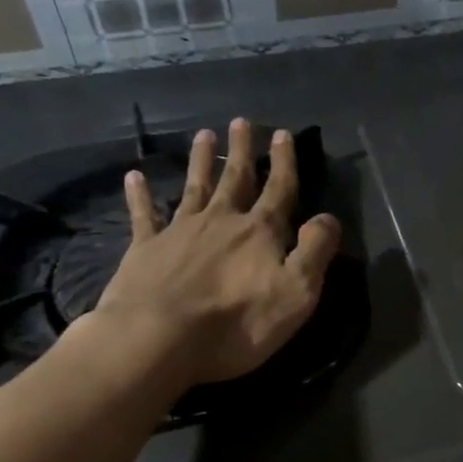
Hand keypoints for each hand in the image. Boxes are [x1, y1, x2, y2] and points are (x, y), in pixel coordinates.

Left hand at [87, 118, 340, 389]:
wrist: (158, 339)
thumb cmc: (237, 322)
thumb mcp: (297, 292)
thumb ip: (315, 251)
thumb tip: (328, 217)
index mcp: (260, 231)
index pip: (279, 188)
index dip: (284, 162)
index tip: (283, 133)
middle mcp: (222, 220)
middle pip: (235, 178)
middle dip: (242, 151)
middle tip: (241, 122)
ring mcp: (180, 231)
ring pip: (194, 187)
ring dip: (200, 160)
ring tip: (203, 135)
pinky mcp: (145, 249)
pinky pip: (144, 215)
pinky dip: (140, 195)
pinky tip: (134, 176)